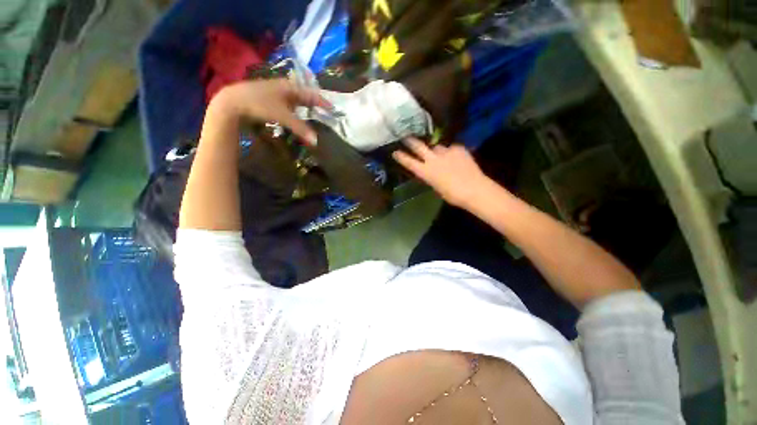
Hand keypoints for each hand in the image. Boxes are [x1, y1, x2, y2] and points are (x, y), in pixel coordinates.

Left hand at [210, 78, 331, 144]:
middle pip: (305, 96)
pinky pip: (287, 105)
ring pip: (295, 100)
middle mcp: (284, 87)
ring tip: (313, 116)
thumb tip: (316, 142)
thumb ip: (301, 129)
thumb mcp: (283, 117)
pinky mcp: (269, 99)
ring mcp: (276, 93)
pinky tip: (295, 117)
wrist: (232, 102)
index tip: (333, 109)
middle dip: (315, 104)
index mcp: (291, 87)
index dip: (323, 102)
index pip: (312, 94)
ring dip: (304, 108)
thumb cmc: (260, 104)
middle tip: (325, 113)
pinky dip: (295, 111)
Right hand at [392, 137, 491, 207]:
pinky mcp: (457, 148)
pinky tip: (456, 158)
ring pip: (436, 147)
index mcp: (426, 172)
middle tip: (406, 137)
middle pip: (419, 146)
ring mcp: (445, 152)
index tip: (394, 152)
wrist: (474, 189)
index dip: (401, 157)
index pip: (409, 162)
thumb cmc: (453, 195)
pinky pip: (451, 148)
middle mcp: (433, 159)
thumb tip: (430, 170)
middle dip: (410, 141)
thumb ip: (431, 176)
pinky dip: (451, 152)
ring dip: (436, 150)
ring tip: (442, 155)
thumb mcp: (437, 187)